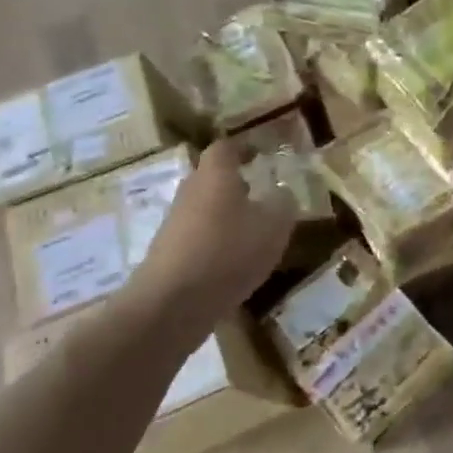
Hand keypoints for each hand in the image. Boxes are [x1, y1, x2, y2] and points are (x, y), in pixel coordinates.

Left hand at [125, 140, 293, 325]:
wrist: (171, 304)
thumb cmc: (228, 251)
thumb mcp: (275, 225)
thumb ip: (283, 203)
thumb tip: (282, 193)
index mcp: (215, 175)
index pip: (225, 147)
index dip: (244, 148)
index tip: (261, 154)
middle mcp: (190, 192)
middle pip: (211, 178)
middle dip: (236, 184)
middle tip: (263, 194)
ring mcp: (174, 224)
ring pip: (205, 209)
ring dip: (226, 216)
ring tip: (254, 232)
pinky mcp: (168, 254)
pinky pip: (198, 238)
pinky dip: (216, 243)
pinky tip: (235, 263)